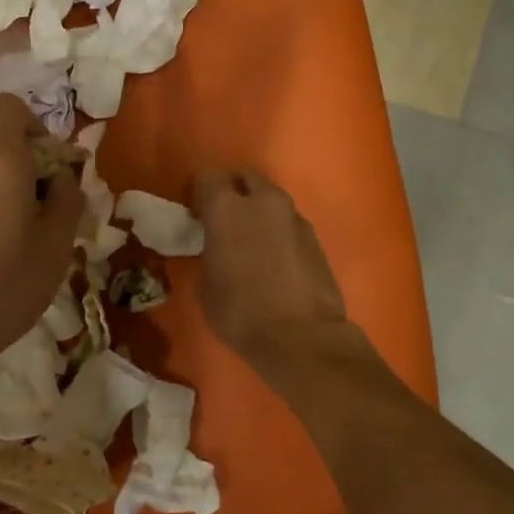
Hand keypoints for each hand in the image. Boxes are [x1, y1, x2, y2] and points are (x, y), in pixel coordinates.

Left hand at [0, 95, 84, 374]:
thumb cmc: (5, 285)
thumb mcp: (56, 245)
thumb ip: (67, 197)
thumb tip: (63, 174)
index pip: (8, 107)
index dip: (34, 124)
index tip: (50, 163)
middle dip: (22, 158)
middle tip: (43, 202)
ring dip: (1, 182)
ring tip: (20, 228)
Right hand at [192, 168, 350, 372]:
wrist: (301, 337)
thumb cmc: (240, 313)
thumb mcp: (206, 285)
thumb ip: (209, 253)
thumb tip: (217, 248)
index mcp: (227, 208)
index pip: (208, 177)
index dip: (200, 193)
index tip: (197, 214)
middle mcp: (263, 202)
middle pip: (246, 178)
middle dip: (235, 193)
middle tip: (226, 222)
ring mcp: (294, 217)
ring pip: (271, 201)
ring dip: (260, 213)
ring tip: (253, 243)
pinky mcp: (316, 237)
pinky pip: (289, 223)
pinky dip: (279, 233)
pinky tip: (276, 261)